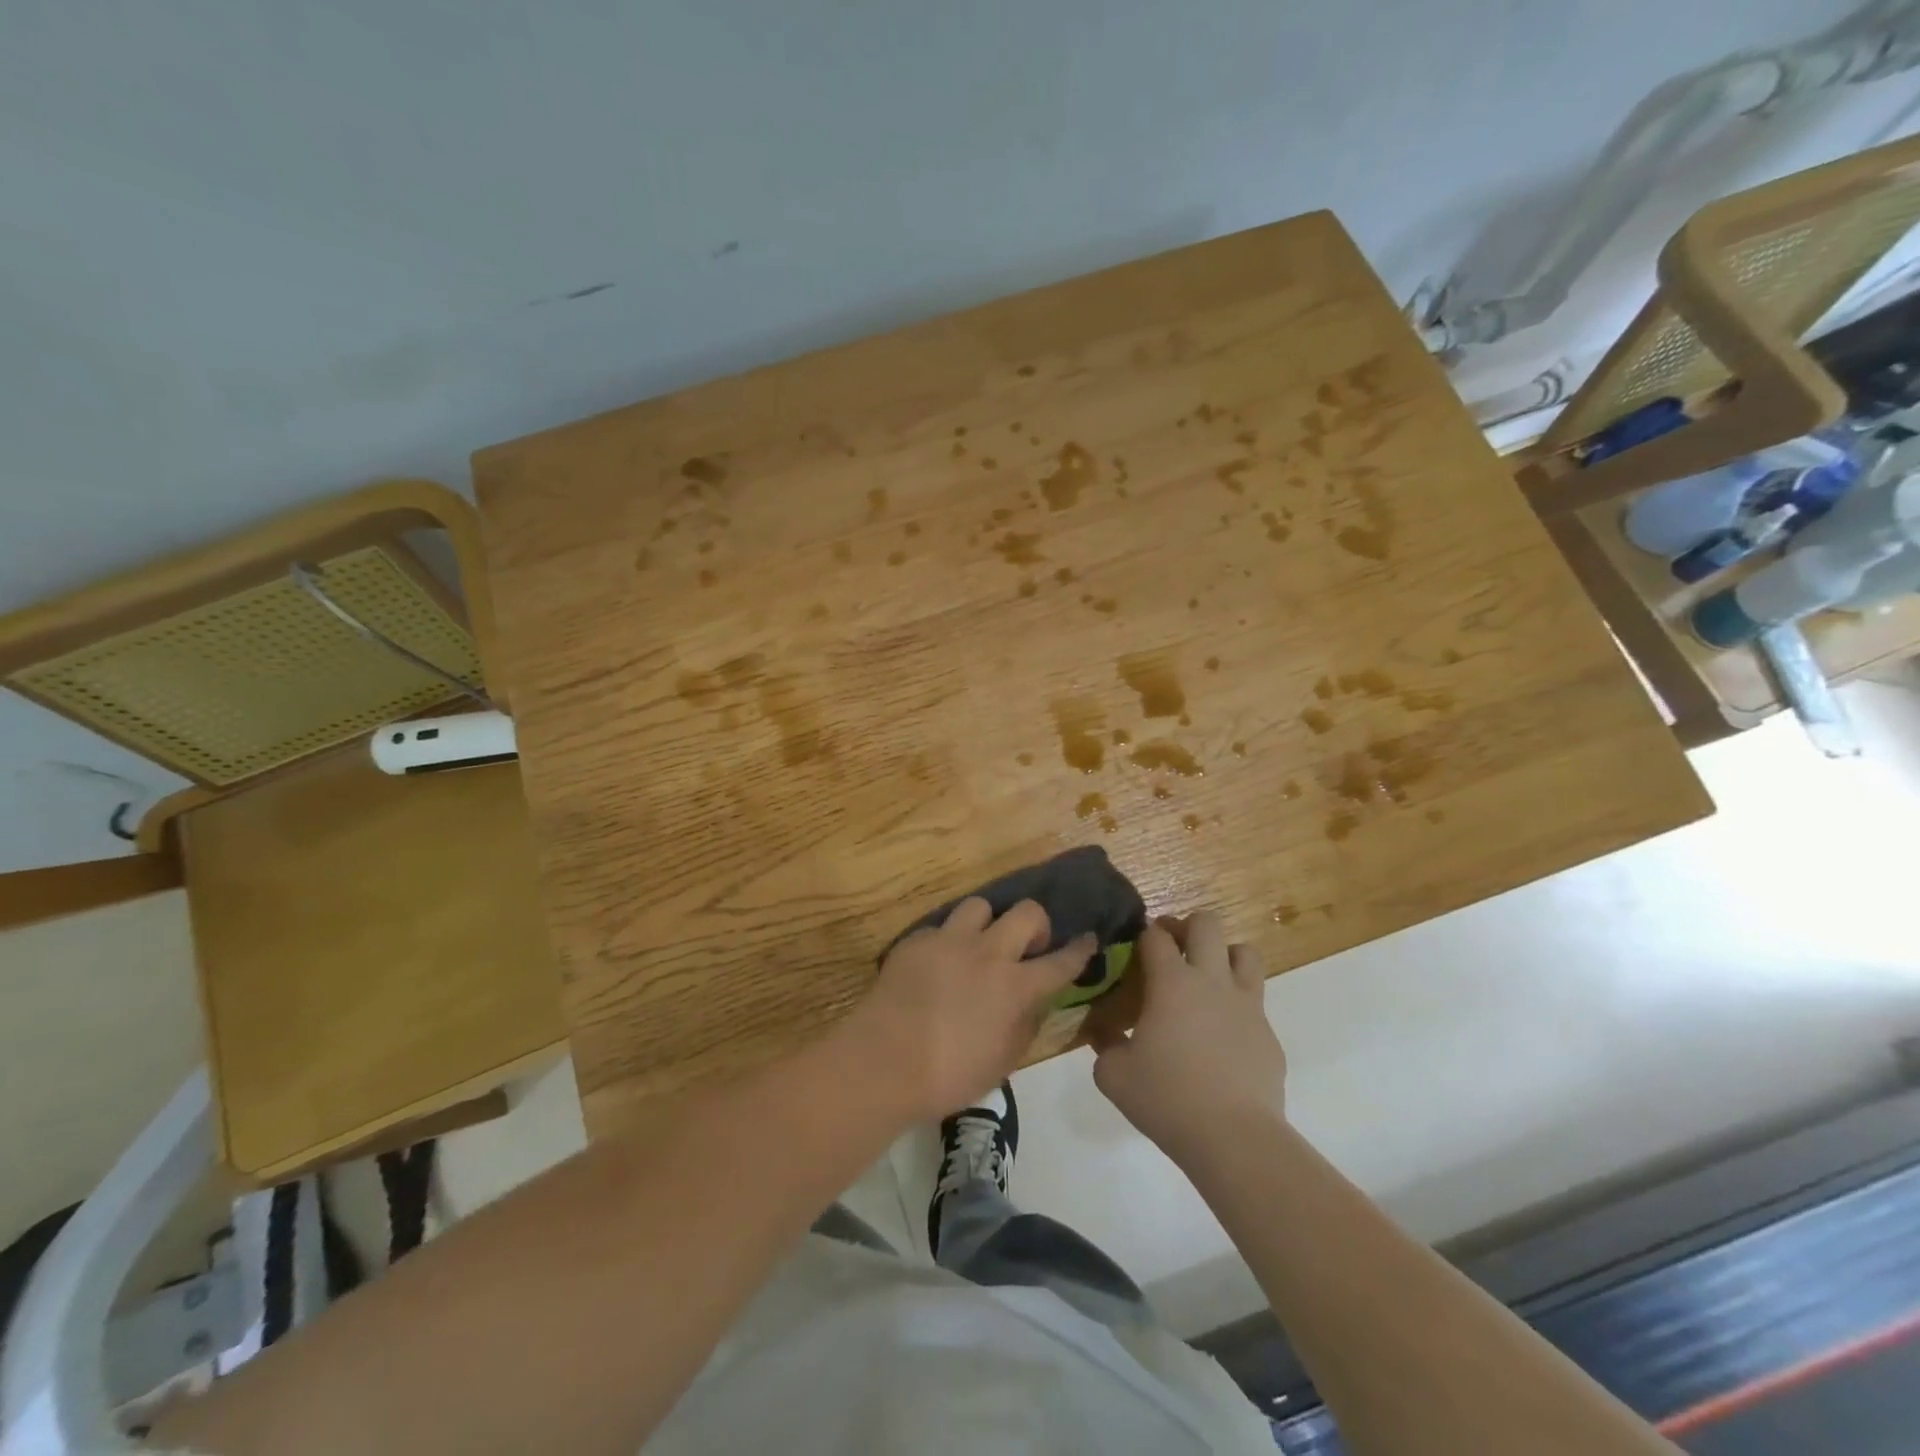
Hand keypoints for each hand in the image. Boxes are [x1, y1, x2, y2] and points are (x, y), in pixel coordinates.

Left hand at [849, 898, 1094, 1123]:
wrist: (884, 1060)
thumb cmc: (949, 1075)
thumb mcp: (1002, 1062)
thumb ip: (1025, 1025)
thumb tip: (1032, 1002)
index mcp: (1016, 987)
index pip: (1060, 962)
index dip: (1079, 950)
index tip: (1088, 939)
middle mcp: (988, 953)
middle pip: (1027, 913)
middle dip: (1036, 925)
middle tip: (1027, 947)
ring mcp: (950, 941)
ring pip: (981, 906)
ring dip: (988, 924)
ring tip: (979, 945)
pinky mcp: (918, 940)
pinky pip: (942, 927)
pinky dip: (948, 941)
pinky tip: (938, 962)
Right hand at [1087, 911, 1285, 1164]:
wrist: (1234, 1137)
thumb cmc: (1166, 1098)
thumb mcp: (1113, 1074)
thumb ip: (1105, 1044)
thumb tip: (1104, 1033)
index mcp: (1171, 982)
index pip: (1156, 935)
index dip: (1144, 934)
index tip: (1136, 948)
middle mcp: (1211, 980)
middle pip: (1206, 923)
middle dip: (1187, 926)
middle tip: (1172, 951)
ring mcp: (1246, 1005)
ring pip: (1245, 952)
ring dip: (1224, 955)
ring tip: (1207, 979)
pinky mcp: (1268, 1034)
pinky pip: (1256, 1002)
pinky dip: (1238, 1006)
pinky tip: (1223, 1036)